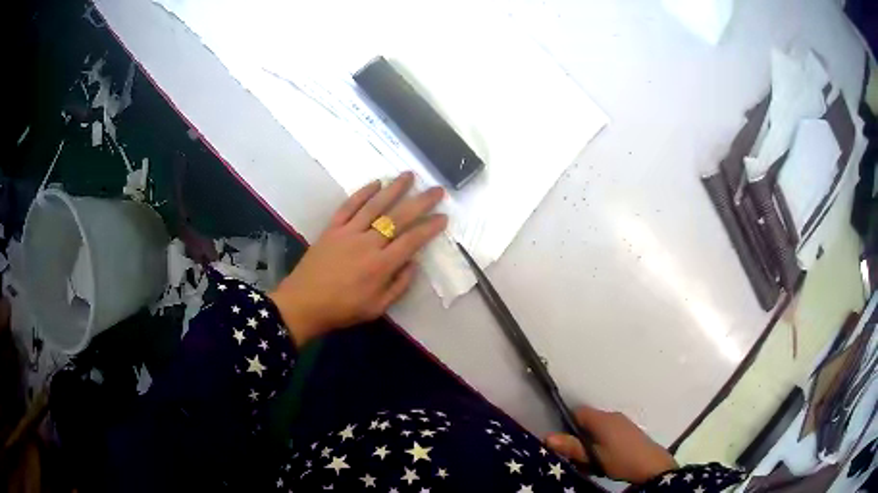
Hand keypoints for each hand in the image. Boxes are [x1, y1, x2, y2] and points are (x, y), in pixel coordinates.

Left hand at [269, 172, 446, 347]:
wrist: (303, 303)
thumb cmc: (342, 309)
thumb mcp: (377, 308)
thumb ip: (398, 285)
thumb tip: (413, 263)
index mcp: (381, 266)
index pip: (412, 240)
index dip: (430, 227)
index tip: (444, 216)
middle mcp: (368, 243)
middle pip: (398, 217)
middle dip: (421, 202)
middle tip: (437, 189)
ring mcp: (348, 232)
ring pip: (375, 205)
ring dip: (394, 189)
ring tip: (409, 175)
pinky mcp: (332, 228)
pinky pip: (349, 206)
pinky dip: (363, 193)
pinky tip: (376, 183)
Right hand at [546, 405, 676, 483]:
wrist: (651, 465)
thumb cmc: (620, 459)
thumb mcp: (593, 457)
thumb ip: (571, 446)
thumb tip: (547, 436)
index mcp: (602, 419)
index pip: (578, 412)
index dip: (567, 424)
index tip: (564, 442)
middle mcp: (612, 416)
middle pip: (588, 421)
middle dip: (579, 437)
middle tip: (576, 457)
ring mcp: (623, 422)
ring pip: (598, 428)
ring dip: (591, 442)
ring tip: (590, 461)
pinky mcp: (629, 431)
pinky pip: (609, 432)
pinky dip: (602, 443)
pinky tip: (605, 458)